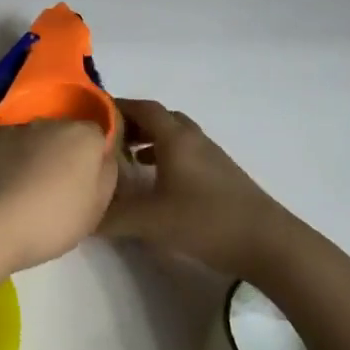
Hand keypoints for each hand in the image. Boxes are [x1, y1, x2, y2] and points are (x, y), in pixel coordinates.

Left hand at [0, 120, 117, 272]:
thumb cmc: (50, 221)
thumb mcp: (96, 208)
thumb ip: (105, 175)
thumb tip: (102, 157)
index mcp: (83, 136)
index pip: (99, 134)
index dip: (96, 155)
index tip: (88, 179)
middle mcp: (49, 122)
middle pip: (64, 133)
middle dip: (62, 154)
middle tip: (56, 188)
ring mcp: (13, 127)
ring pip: (32, 138)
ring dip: (32, 156)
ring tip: (22, 190)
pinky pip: (3, 145)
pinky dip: (4, 159)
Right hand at [101, 99, 302, 280]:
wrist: (268, 243)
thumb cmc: (206, 221)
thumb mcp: (150, 221)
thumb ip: (112, 217)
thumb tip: (81, 216)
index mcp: (175, 138)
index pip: (142, 107)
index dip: (116, 107)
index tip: (91, 115)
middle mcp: (193, 139)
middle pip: (159, 118)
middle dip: (131, 123)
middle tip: (107, 139)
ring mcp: (211, 156)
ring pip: (174, 136)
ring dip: (149, 140)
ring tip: (127, 159)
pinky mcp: (221, 175)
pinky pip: (185, 153)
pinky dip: (165, 157)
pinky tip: (157, 182)